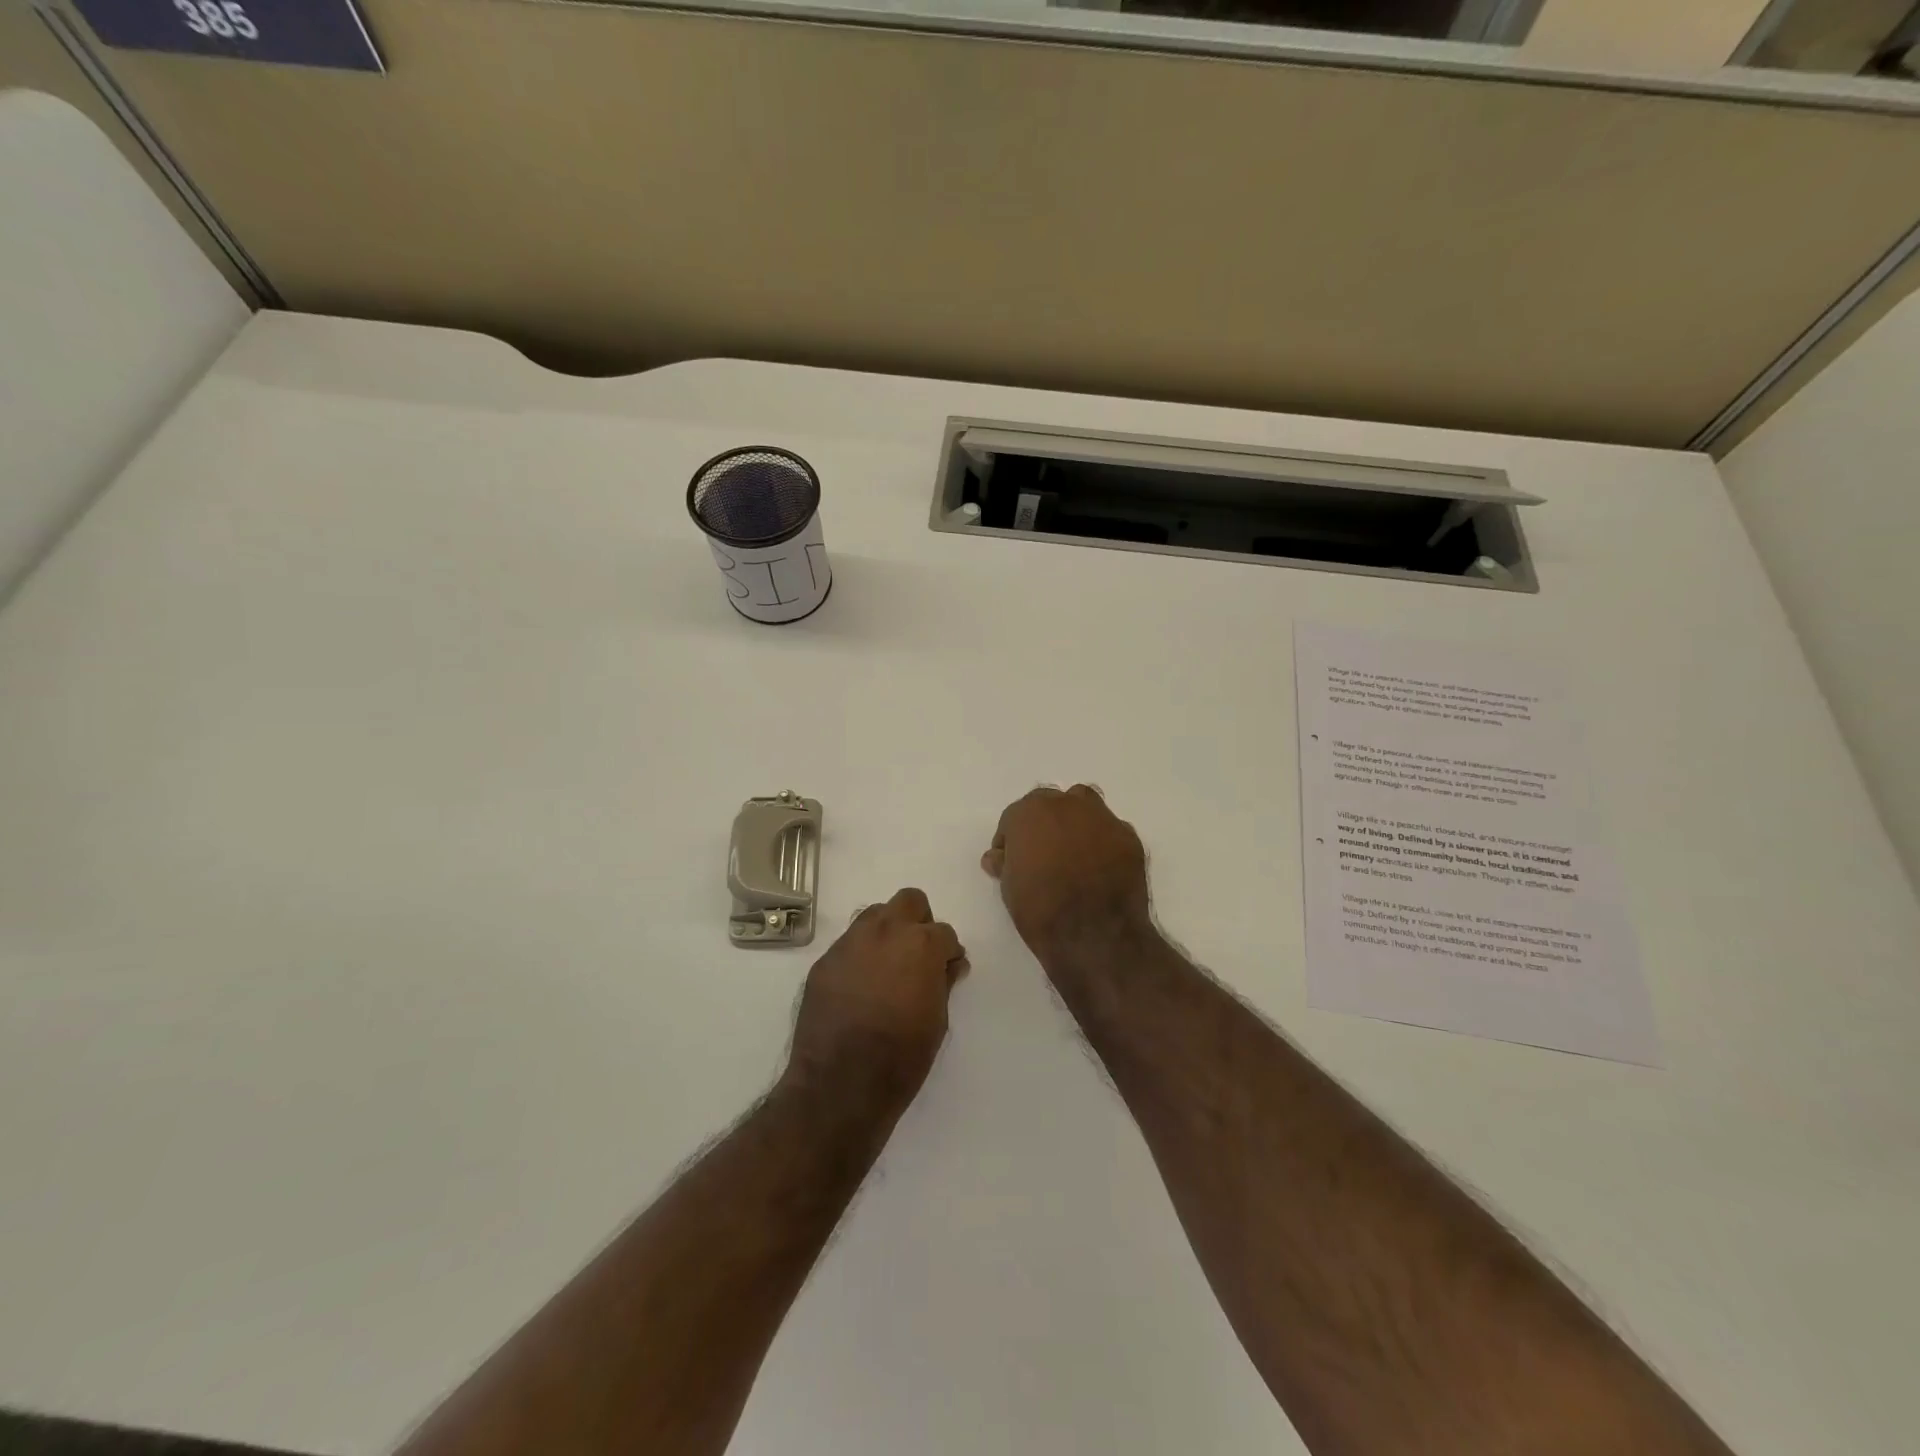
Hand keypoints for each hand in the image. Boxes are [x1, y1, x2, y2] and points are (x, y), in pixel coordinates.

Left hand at [785, 888, 967, 1111]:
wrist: (839, 1085)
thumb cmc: (901, 1057)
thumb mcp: (937, 1021)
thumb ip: (944, 982)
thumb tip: (949, 965)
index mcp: (920, 944)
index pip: (944, 932)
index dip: (948, 953)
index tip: (947, 971)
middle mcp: (885, 931)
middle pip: (909, 901)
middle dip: (919, 922)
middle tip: (919, 956)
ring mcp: (850, 943)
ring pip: (874, 915)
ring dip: (887, 932)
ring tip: (887, 968)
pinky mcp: (824, 961)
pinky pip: (849, 945)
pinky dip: (860, 956)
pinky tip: (859, 987)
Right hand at [982, 786, 1151, 964]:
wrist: (1094, 935)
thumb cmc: (1041, 910)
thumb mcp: (1009, 888)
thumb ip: (1005, 863)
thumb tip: (999, 856)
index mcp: (1030, 813)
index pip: (1014, 817)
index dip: (1011, 838)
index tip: (1010, 859)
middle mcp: (1066, 804)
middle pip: (1050, 803)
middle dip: (1043, 823)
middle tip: (1042, 852)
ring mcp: (1101, 817)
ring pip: (1084, 805)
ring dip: (1075, 820)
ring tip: (1073, 850)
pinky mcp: (1128, 836)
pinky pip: (1110, 829)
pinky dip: (1102, 841)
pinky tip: (1100, 866)